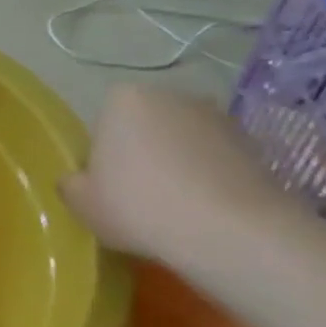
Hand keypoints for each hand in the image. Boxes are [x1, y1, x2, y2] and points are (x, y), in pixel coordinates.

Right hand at [61, 86, 299, 263]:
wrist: (229, 230)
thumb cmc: (137, 206)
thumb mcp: (79, 202)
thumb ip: (71, 182)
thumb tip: (81, 180)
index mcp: (123, 99)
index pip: (102, 125)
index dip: (101, 157)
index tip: (105, 186)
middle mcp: (171, 95)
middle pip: (144, 127)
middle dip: (140, 153)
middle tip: (136, 195)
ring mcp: (218, 116)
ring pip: (181, 142)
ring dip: (176, 164)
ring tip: (173, 207)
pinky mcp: (254, 143)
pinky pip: (214, 159)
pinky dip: (207, 177)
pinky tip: (203, 210)